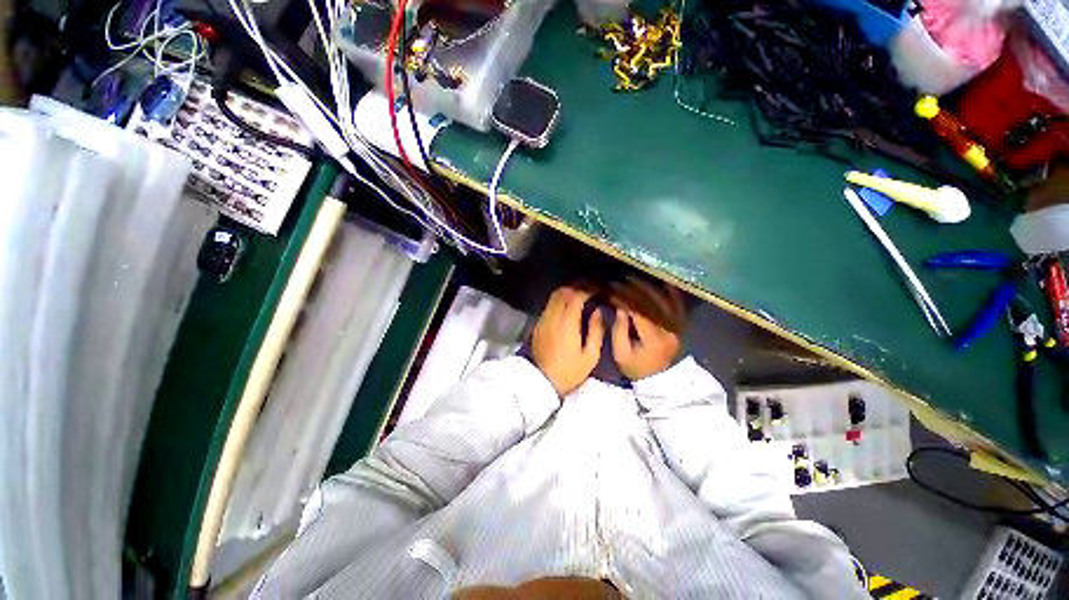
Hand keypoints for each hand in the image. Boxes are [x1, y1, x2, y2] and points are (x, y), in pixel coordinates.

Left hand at [530, 287, 603, 395]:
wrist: (542, 382)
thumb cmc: (569, 372)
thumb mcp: (590, 356)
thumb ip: (596, 331)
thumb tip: (597, 311)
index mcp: (567, 324)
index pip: (576, 296)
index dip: (588, 289)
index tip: (598, 289)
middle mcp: (553, 317)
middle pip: (563, 292)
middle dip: (577, 286)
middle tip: (590, 289)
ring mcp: (543, 320)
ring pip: (554, 296)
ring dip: (567, 291)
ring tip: (580, 294)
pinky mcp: (538, 324)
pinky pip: (549, 305)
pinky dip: (559, 299)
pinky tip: (567, 305)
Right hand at [611, 277, 685, 379]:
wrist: (660, 378)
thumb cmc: (636, 367)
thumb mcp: (621, 353)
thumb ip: (619, 329)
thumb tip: (620, 306)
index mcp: (653, 339)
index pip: (638, 312)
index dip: (624, 299)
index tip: (611, 291)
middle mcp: (669, 329)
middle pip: (653, 302)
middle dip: (635, 288)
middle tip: (621, 280)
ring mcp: (678, 325)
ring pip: (666, 299)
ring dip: (650, 286)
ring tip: (635, 278)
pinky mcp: (681, 323)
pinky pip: (678, 303)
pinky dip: (669, 290)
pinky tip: (659, 281)